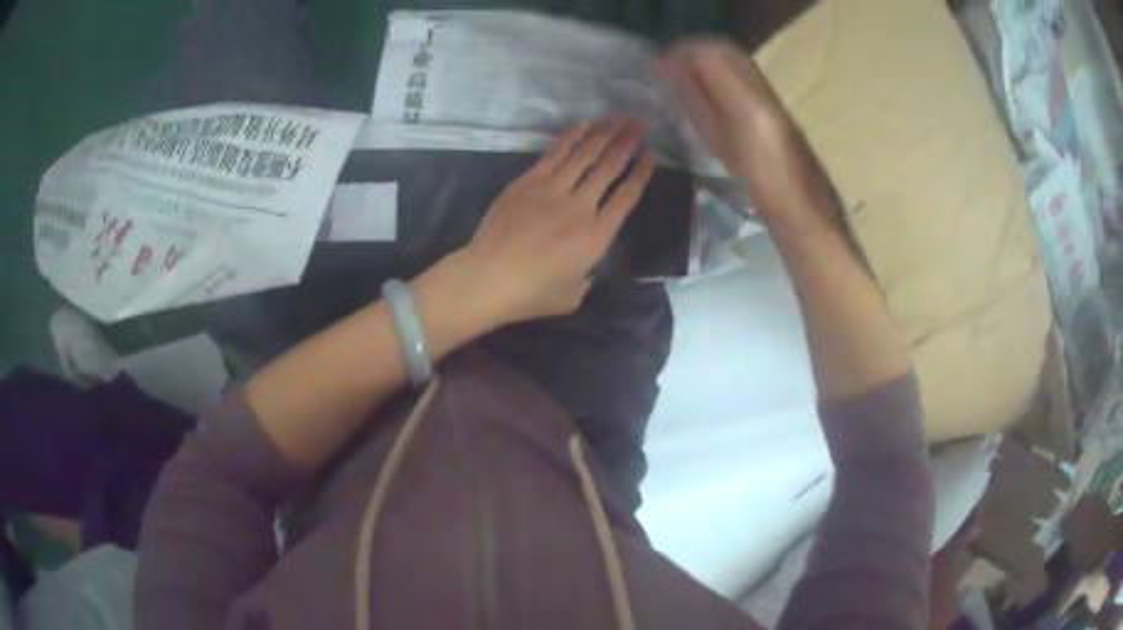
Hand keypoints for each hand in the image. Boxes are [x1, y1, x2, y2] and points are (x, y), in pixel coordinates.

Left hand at [454, 120, 655, 326]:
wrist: (488, 277)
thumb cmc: (531, 294)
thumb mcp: (573, 295)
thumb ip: (587, 276)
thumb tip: (586, 265)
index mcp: (596, 237)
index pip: (626, 197)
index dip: (640, 175)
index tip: (650, 156)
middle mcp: (580, 207)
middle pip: (609, 168)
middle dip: (627, 143)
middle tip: (639, 124)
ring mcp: (553, 190)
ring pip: (585, 155)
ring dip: (604, 134)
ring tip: (619, 118)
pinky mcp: (529, 181)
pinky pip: (556, 153)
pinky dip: (572, 136)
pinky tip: (584, 125)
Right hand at [663, 40, 809, 219]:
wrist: (798, 199)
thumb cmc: (752, 181)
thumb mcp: (716, 144)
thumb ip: (695, 102)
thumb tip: (672, 74)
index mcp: (743, 102)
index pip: (707, 55)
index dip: (679, 54)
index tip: (658, 66)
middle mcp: (758, 87)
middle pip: (722, 49)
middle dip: (691, 50)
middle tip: (668, 65)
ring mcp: (769, 90)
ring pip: (732, 56)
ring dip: (705, 57)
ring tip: (682, 73)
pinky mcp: (772, 97)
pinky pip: (740, 68)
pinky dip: (719, 67)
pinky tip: (706, 84)